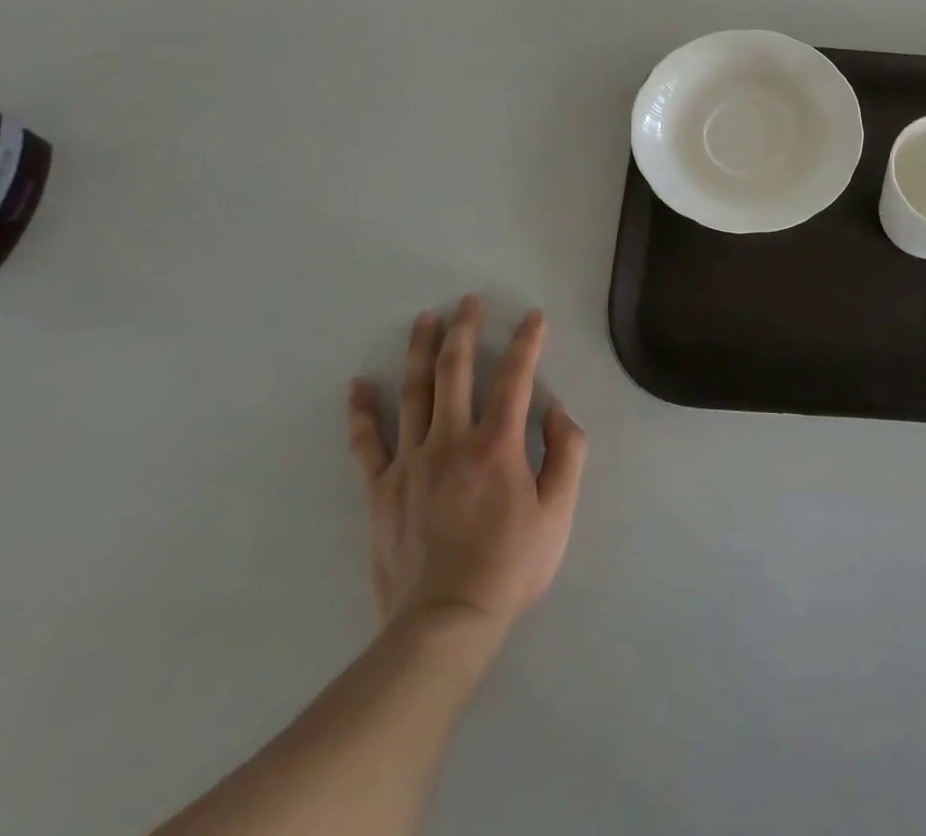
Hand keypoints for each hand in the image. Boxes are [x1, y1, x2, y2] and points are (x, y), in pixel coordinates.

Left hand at [347, 297, 587, 635]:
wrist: (444, 624)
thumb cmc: (510, 567)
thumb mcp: (559, 513)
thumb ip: (567, 454)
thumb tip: (558, 410)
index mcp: (497, 445)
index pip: (515, 377)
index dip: (527, 342)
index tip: (533, 316)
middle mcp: (452, 441)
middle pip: (456, 371)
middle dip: (465, 329)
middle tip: (468, 301)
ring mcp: (411, 463)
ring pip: (414, 393)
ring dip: (421, 351)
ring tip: (425, 319)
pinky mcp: (381, 490)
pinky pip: (368, 443)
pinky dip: (362, 412)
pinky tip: (358, 385)